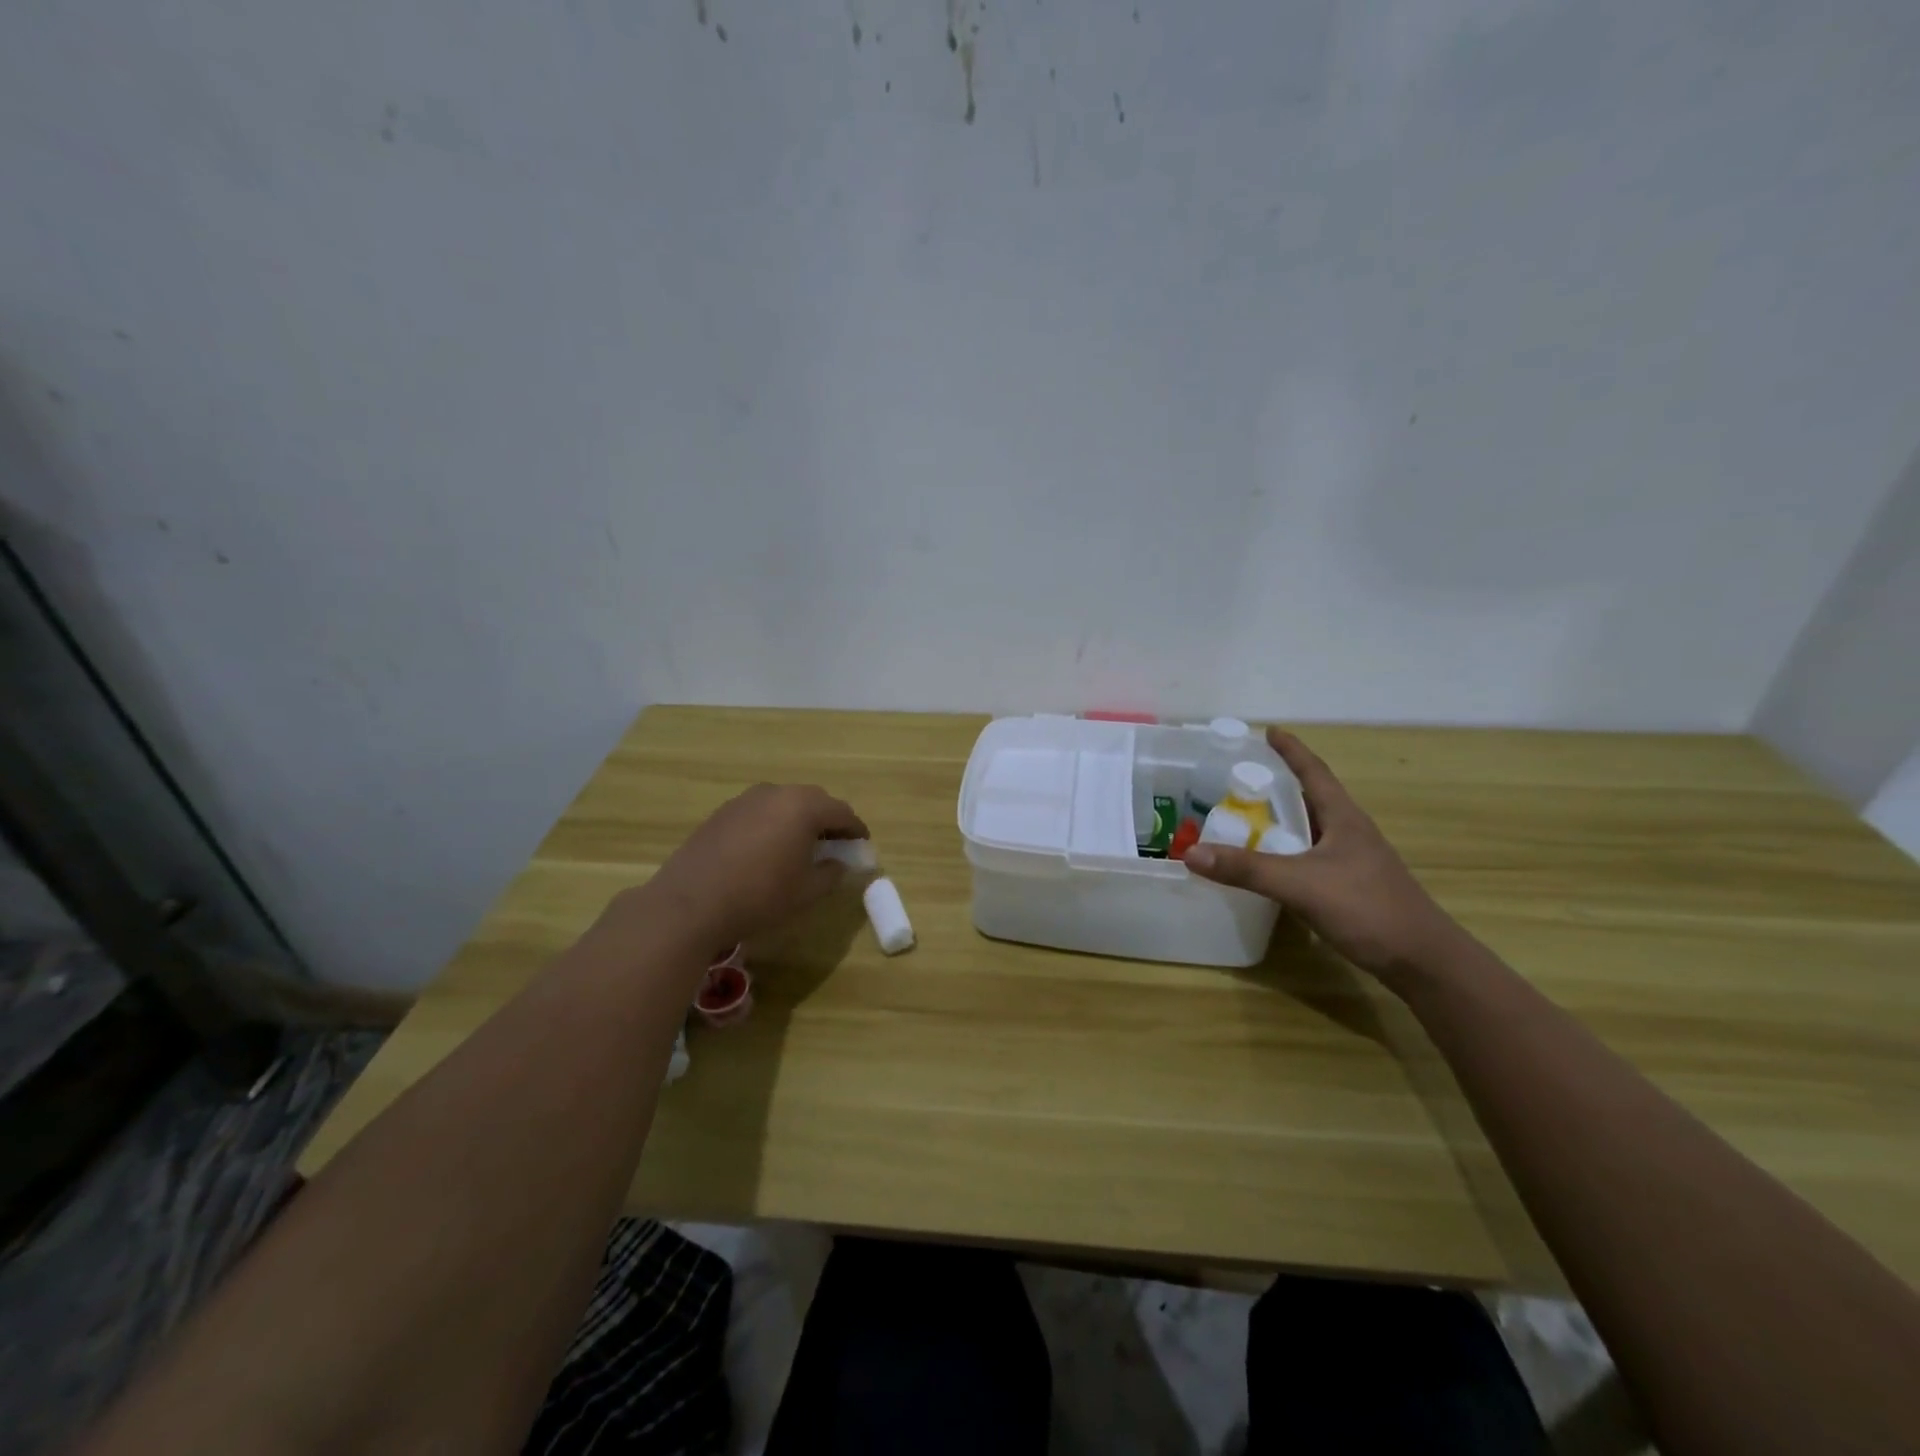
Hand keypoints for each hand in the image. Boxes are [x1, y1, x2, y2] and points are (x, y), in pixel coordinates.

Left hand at [628, 783, 868, 950]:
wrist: (690, 903)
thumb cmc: (759, 896)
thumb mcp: (807, 892)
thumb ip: (831, 873)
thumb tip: (838, 863)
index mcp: (803, 807)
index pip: (841, 812)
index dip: (855, 829)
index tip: (862, 844)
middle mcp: (776, 793)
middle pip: (813, 801)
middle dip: (828, 820)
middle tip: (835, 844)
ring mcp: (745, 800)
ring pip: (784, 803)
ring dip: (798, 820)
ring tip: (801, 847)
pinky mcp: (722, 813)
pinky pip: (760, 812)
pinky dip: (772, 824)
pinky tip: (767, 850)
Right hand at [1183, 729, 1463, 982]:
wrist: (1423, 961)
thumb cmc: (1367, 909)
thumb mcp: (1300, 885)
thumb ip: (1246, 869)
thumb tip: (1190, 852)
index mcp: (1344, 818)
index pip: (1313, 772)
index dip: (1291, 750)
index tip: (1269, 731)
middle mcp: (1350, 833)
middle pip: (1311, 798)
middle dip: (1279, 785)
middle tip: (1242, 779)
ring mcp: (1354, 861)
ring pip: (1312, 830)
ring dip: (1283, 821)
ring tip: (1248, 818)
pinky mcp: (1352, 887)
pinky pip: (1312, 857)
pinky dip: (1288, 852)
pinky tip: (1271, 866)